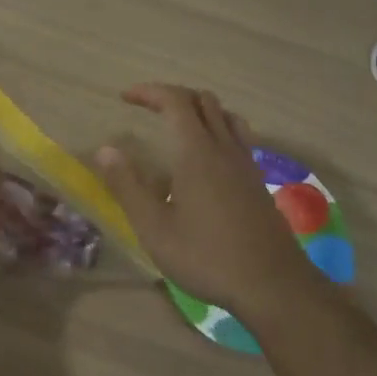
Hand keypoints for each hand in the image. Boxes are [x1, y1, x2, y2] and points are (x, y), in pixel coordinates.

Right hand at [93, 83, 309, 314]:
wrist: (272, 284)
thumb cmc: (206, 256)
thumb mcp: (154, 228)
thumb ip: (127, 186)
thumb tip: (104, 150)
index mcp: (196, 152)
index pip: (175, 101)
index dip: (149, 92)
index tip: (126, 97)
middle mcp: (224, 147)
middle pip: (202, 100)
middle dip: (172, 95)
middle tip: (147, 108)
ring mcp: (246, 162)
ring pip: (225, 115)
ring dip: (199, 109)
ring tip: (178, 124)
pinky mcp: (258, 180)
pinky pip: (239, 136)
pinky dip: (218, 128)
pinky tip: (208, 156)